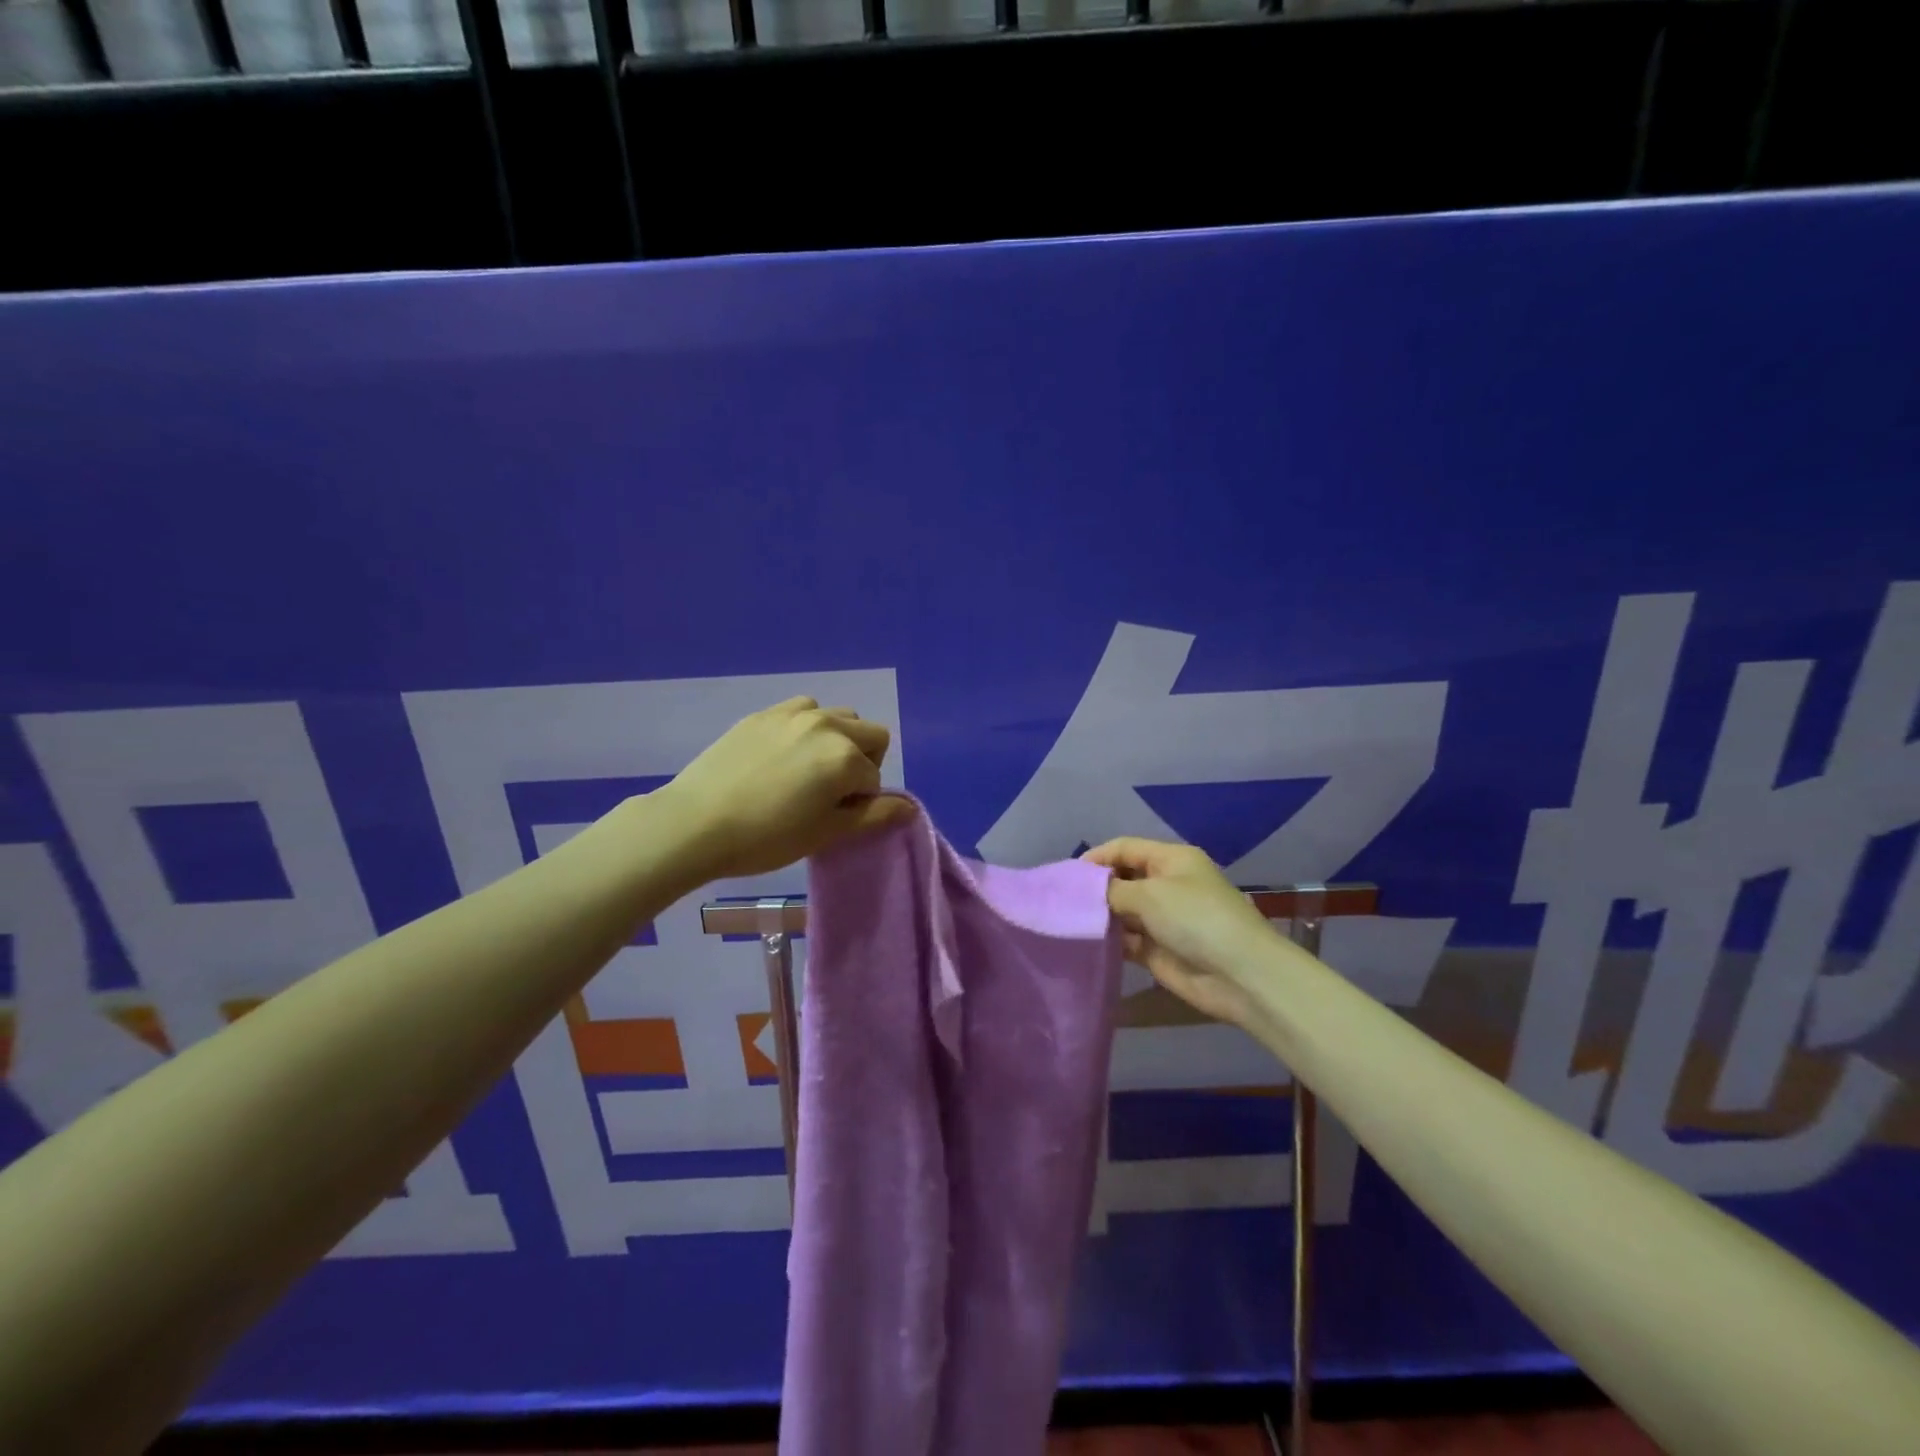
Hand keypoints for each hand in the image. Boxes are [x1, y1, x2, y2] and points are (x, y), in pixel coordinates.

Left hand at [659, 697, 910, 882]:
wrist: (695, 823)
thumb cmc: (767, 837)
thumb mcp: (825, 833)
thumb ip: (873, 816)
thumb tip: (910, 807)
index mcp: (846, 757)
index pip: (875, 778)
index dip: (863, 801)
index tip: (836, 818)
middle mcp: (826, 725)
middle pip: (870, 734)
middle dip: (863, 761)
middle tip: (832, 792)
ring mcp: (792, 714)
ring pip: (838, 716)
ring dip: (838, 739)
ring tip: (809, 770)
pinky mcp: (763, 714)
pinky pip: (803, 710)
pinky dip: (808, 727)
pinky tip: (783, 754)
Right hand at [1083, 838, 1282, 1029]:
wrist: (1240, 975)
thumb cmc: (1196, 919)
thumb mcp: (1150, 894)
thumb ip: (1112, 890)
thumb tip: (1087, 892)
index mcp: (1171, 860)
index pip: (1125, 848)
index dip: (1097, 858)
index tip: (1067, 876)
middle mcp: (1166, 885)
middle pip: (1122, 879)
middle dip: (1095, 888)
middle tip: (1063, 901)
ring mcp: (1163, 919)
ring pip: (1122, 911)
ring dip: (1100, 916)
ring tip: (1067, 922)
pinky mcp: (1159, 951)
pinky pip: (1127, 940)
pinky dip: (1110, 941)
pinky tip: (1086, 944)